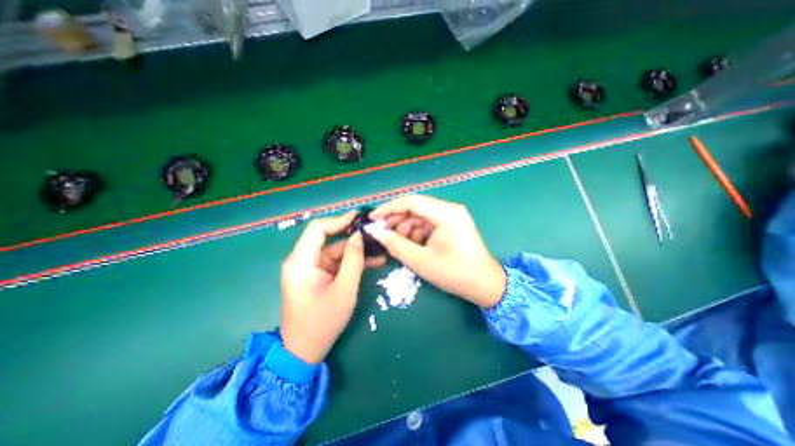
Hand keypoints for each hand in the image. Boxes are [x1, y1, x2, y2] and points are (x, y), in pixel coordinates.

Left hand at [280, 213, 386, 365]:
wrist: (305, 351)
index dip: (338, 220)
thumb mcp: (344, 289)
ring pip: (335, 251)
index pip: (317, 229)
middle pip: (328, 239)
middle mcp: (302, 261)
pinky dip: (351, 262)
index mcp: (301, 262)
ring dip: (356, 251)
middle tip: (374, 232)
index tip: (358, 217)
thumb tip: (359, 236)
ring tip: (380, 249)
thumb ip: (353, 260)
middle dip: (352, 236)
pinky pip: (336, 263)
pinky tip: (373, 261)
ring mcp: (310, 269)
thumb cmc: (323, 322)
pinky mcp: (317, 276)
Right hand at [366, 196, 501, 308]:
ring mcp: (452, 216)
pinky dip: (417, 233)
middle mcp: (449, 209)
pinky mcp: (452, 224)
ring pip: (421, 216)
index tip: (373, 218)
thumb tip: (377, 232)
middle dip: (397, 220)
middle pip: (416, 207)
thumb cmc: (454, 273)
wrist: (484, 285)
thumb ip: (396, 244)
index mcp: (445, 213)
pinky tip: (412, 245)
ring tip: (398, 244)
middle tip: (383, 234)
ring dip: (406, 228)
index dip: (389, 208)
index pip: (411, 202)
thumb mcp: (421, 260)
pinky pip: (429, 223)